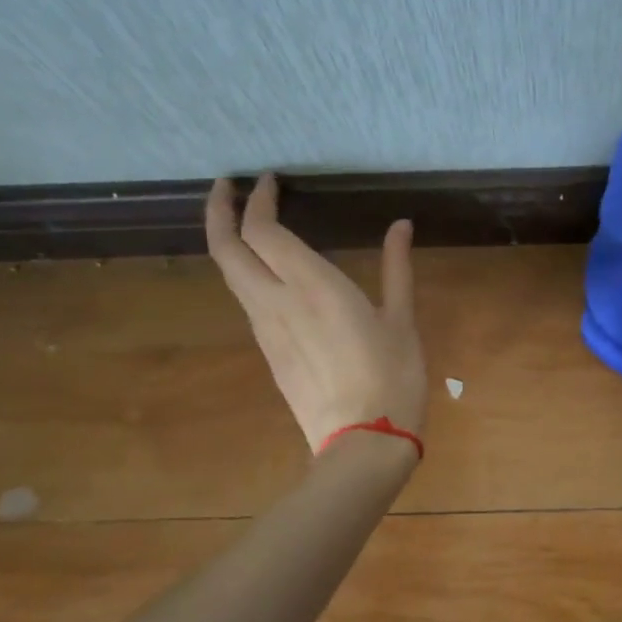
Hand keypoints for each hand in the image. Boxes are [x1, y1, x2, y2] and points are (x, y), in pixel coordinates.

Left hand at [205, 173, 426, 452]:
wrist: (363, 442)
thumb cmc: (392, 377)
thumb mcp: (402, 319)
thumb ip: (396, 267)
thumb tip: (400, 225)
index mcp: (312, 286)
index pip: (263, 230)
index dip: (258, 199)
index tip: (267, 179)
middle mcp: (276, 302)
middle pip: (226, 248)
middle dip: (219, 211)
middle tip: (227, 186)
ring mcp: (265, 330)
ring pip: (230, 275)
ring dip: (229, 242)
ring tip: (246, 222)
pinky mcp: (267, 352)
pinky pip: (247, 301)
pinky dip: (246, 272)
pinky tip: (267, 271)